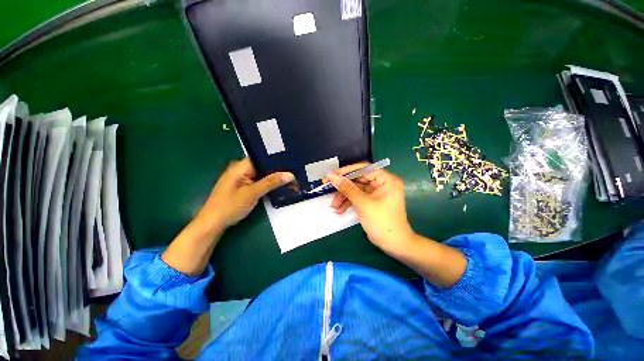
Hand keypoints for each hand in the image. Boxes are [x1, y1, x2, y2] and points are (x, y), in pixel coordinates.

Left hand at [199, 158, 293, 228]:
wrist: (214, 223)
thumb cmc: (230, 206)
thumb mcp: (252, 193)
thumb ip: (271, 182)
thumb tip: (290, 174)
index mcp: (241, 166)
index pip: (262, 156)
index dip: (277, 158)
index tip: (292, 161)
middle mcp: (242, 169)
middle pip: (263, 165)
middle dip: (278, 169)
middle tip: (295, 170)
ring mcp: (243, 178)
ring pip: (262, 174)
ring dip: (274, 177)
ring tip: (291, 176)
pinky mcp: (244, 186)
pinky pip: (260, 181)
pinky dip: (268, 183)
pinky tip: (279, 185)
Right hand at [325, 164, 414, 252]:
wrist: (393, 244)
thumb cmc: (382, 221)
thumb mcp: (363, 203)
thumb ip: (347, 188)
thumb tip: (332, 176)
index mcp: (386, 180)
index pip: (364, 169)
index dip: (347, 171)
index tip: (332, 175)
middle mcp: (381, 184)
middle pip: (358, 179)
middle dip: (343, 187)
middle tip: (328, 188)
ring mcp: (375, 193)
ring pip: (355, 189)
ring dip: (344, 197)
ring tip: (334, 206)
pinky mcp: (370, 202)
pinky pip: (357, 198)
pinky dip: (348, 203)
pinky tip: (339, 210)